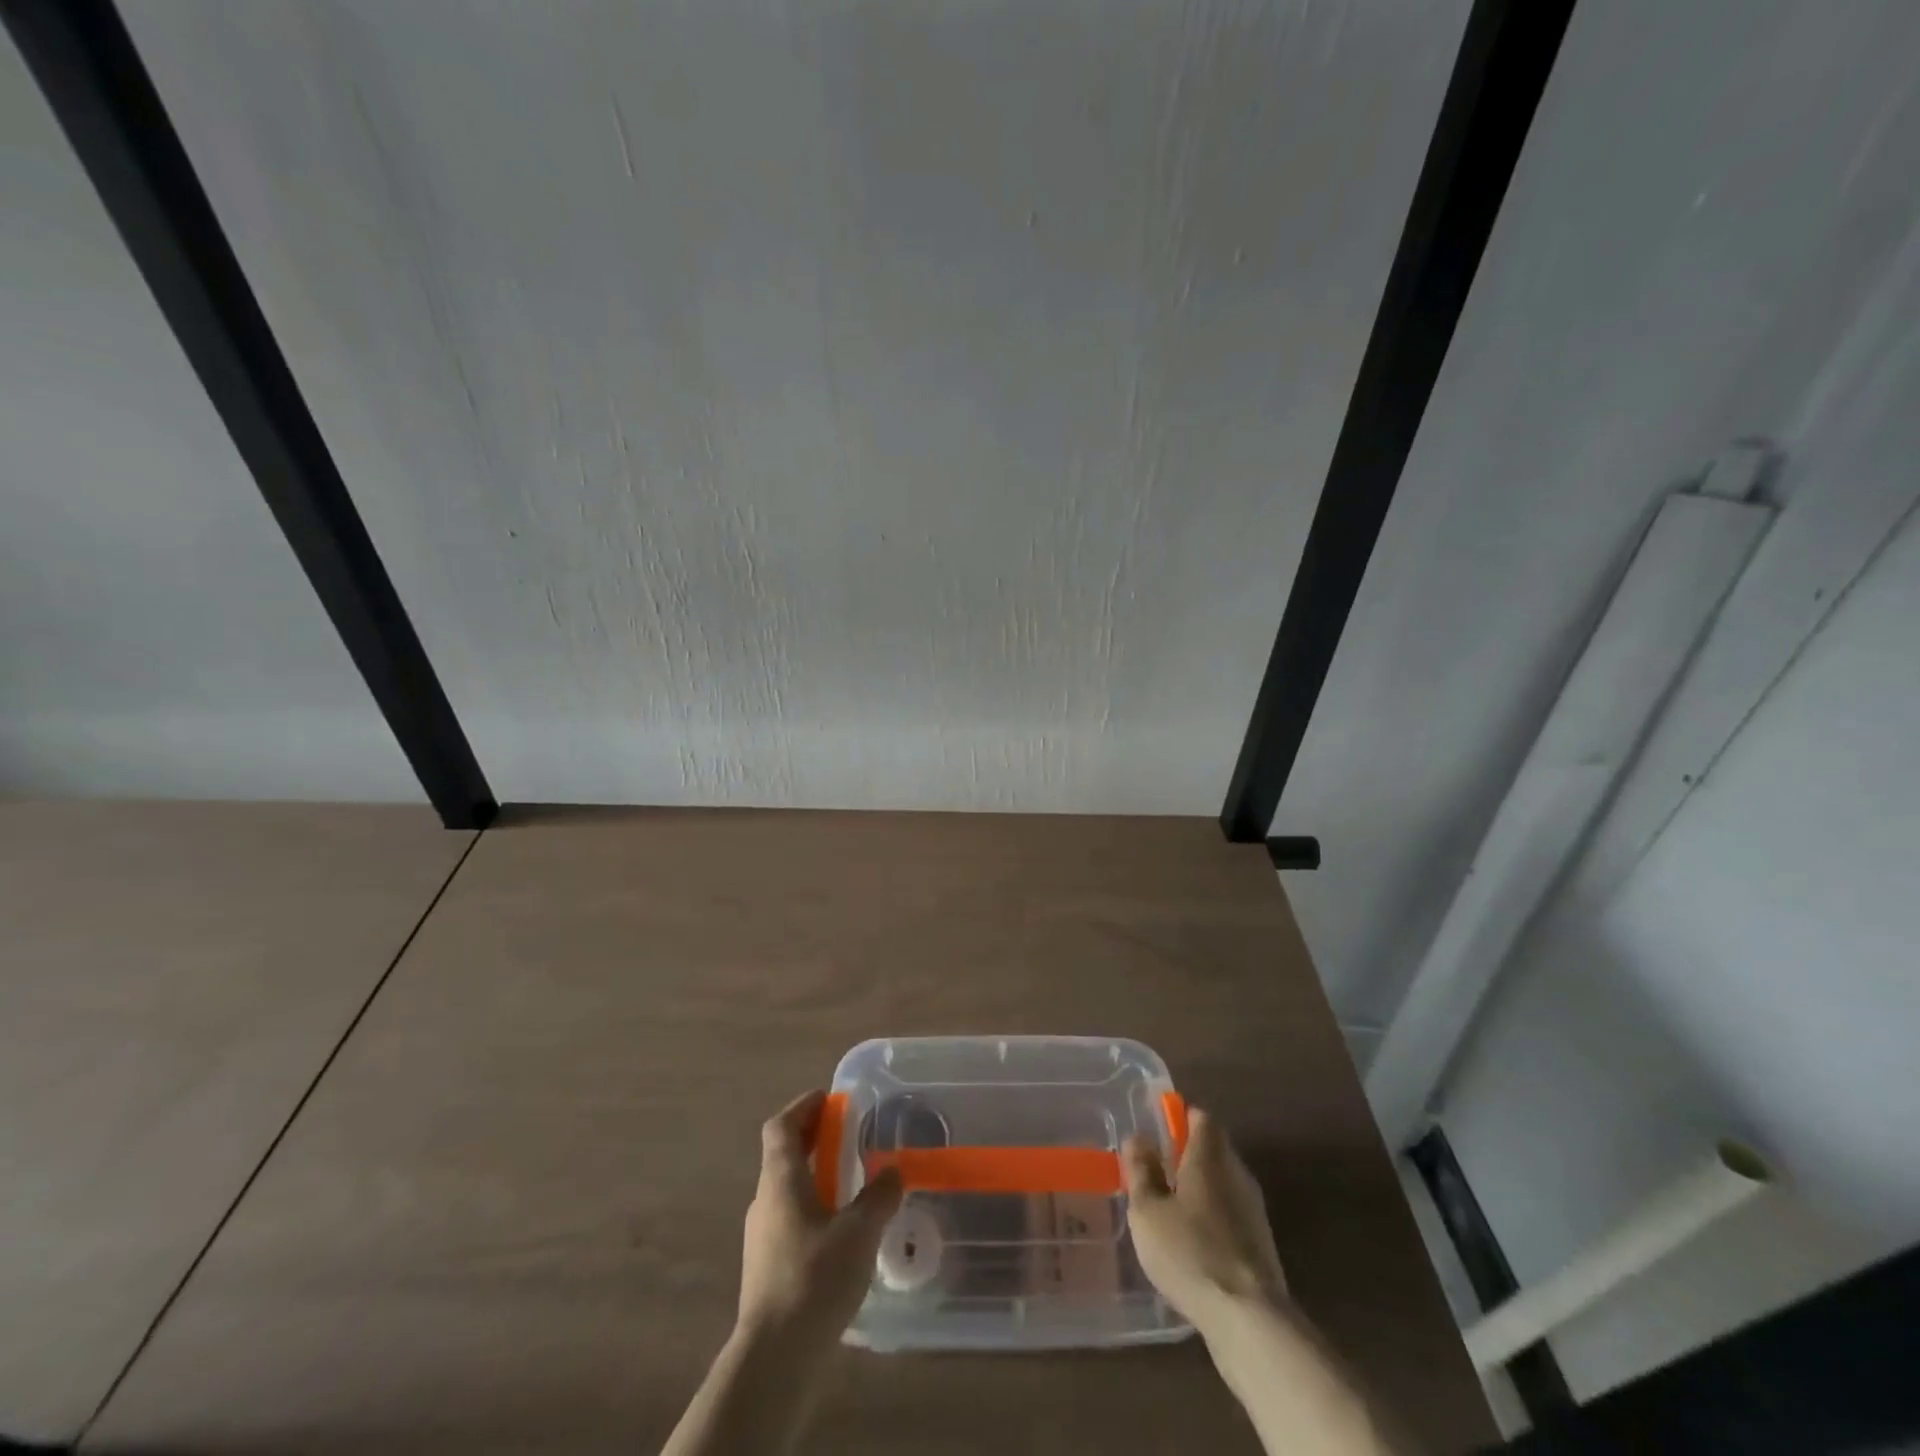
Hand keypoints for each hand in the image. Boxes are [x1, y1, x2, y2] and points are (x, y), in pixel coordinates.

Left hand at [738, 1090, 903, 1348]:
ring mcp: (761, 1236)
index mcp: (780, 1180)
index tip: (828, 1099)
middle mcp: (764, 1200)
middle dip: (812, 1138)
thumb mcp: (860, 1232)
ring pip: (786, 1188)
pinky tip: (838, 1228)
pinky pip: (789, 1217)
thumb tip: (893, 1170)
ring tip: (848, 1180)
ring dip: (813, 1174)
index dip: (802, 1107)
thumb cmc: (815, 1278)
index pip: (780, 1127)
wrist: (774, 1357)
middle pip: (782, 1154)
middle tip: (846, 1133)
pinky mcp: (766, 1267)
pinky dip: (811, 1206)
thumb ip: (879, 1196)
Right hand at [1122, 1106, 1287, 1329]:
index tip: (1159, 1127)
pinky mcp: (1261, 1245)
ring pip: (1223, 1183)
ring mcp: (1254, 1210)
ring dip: (1200, 1189)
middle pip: (1214, 1149)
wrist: (1249, 1320)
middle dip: (1187, 1154)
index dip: (1181, 1117)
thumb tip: (1138, 1139)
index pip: (1202, 1118)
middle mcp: (1237, 1174)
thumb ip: (1141, 1171)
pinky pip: (1231, 1215)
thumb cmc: (1190, 1252)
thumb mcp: (1147, 1210)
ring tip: (1169, 1209)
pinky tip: (1192, 1244)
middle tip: (1156, 1170)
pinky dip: (1212, 1218)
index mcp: (1210, 1156)